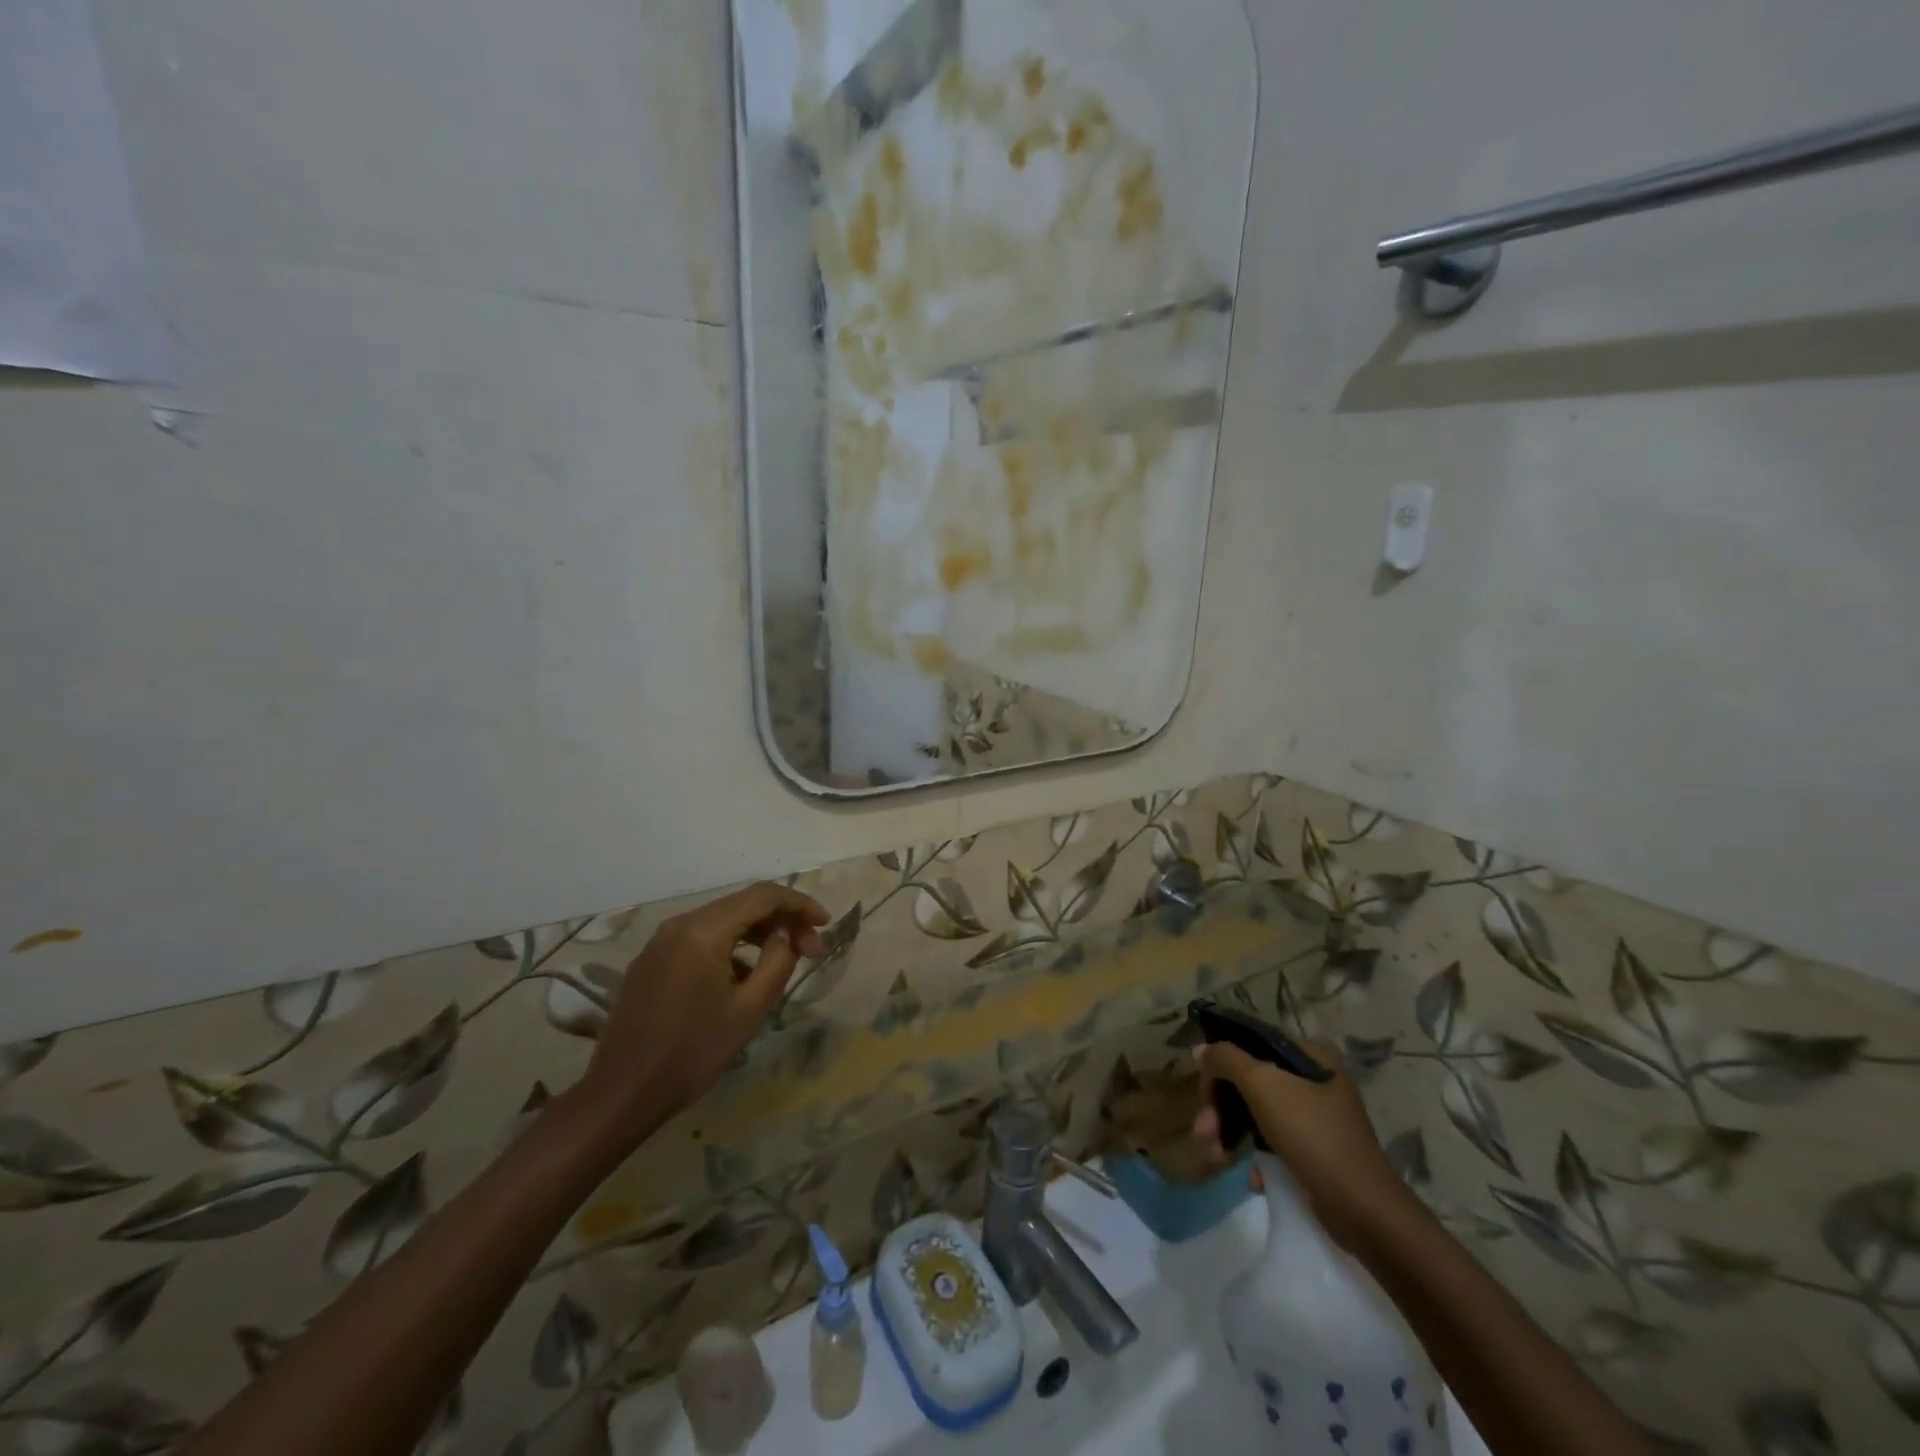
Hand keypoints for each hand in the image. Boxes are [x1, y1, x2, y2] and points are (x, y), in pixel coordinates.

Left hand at [574, 883, 827, 1146]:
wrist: (621, 1094)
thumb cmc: (691, 1052)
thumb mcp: (749, 1009)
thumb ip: (778, 961)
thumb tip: (788, 934)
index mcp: (702, 931)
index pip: (763, 896)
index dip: (800, 904)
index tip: (825, 925)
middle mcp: (679, 925)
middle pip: (742, 905)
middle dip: (782, 921)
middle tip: (810, 951)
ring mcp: (660, 943)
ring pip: (722, 922)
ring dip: (757, 935)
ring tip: (782, 964)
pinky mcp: (651, 962)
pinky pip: (700, 941)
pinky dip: (731, 949)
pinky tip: (743, 980)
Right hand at [1192, 1039, 1413, 1250]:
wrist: (1362, 1210)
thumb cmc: (1313, 1135)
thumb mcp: (1263, 1085)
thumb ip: (1227, 1059)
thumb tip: (1202, 1050)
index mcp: (1311, 1055)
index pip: (1251, 1046)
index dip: (1220, 1067)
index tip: (1204, 1096)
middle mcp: (1316, 1080)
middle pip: (1251, 1082)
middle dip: (1221, 1108)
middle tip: (1203, 1132)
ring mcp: (1317, 1117)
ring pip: (1257, 1113)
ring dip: (1230, 1132)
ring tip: (1216, 1156)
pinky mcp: (1316, 1151)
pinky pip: (1274, 1141)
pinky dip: (1257, 1155)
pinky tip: (1253, 1176)